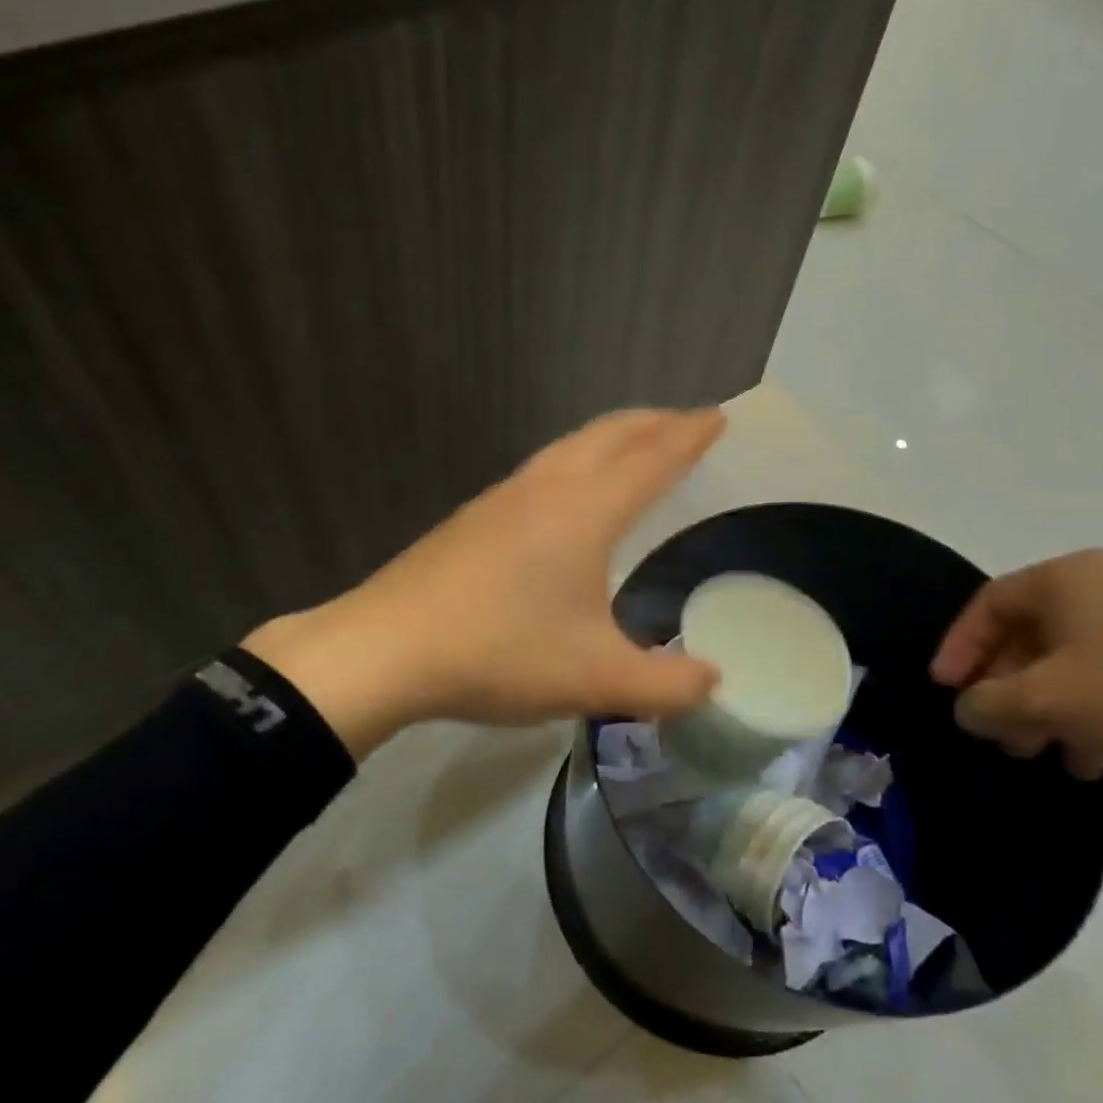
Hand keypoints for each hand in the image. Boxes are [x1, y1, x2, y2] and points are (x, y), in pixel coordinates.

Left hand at [244, 408, 724, 757]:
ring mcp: (501, 498)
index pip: (651, 459)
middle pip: (608, 435)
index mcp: (585, 511)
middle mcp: (545, 488)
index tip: (716, 417)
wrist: (387, 648)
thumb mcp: (596, 680)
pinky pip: (539, 470)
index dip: (688, 437)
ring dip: (609, 438)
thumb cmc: (500, 654)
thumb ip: (665, 685)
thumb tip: (713, 681)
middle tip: (684, 422)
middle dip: (652, 423)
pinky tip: (564, 494)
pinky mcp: (471, 517)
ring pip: (567, 447)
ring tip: (632, 447)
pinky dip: (573, 461)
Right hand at [930, 549, 1102, 839]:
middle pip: (1031, 634)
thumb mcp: (1052, 702)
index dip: (958, 649)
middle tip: (1000, 737)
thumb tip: (968, 707)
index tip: (946, 692)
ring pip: (1075, 660)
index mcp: (1067, 578)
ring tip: (1047, 755)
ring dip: (1050, 707)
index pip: (988, 605)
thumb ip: (990, 704)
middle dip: (1007, 688)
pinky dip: (1096, 710)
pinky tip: (1098, 755)